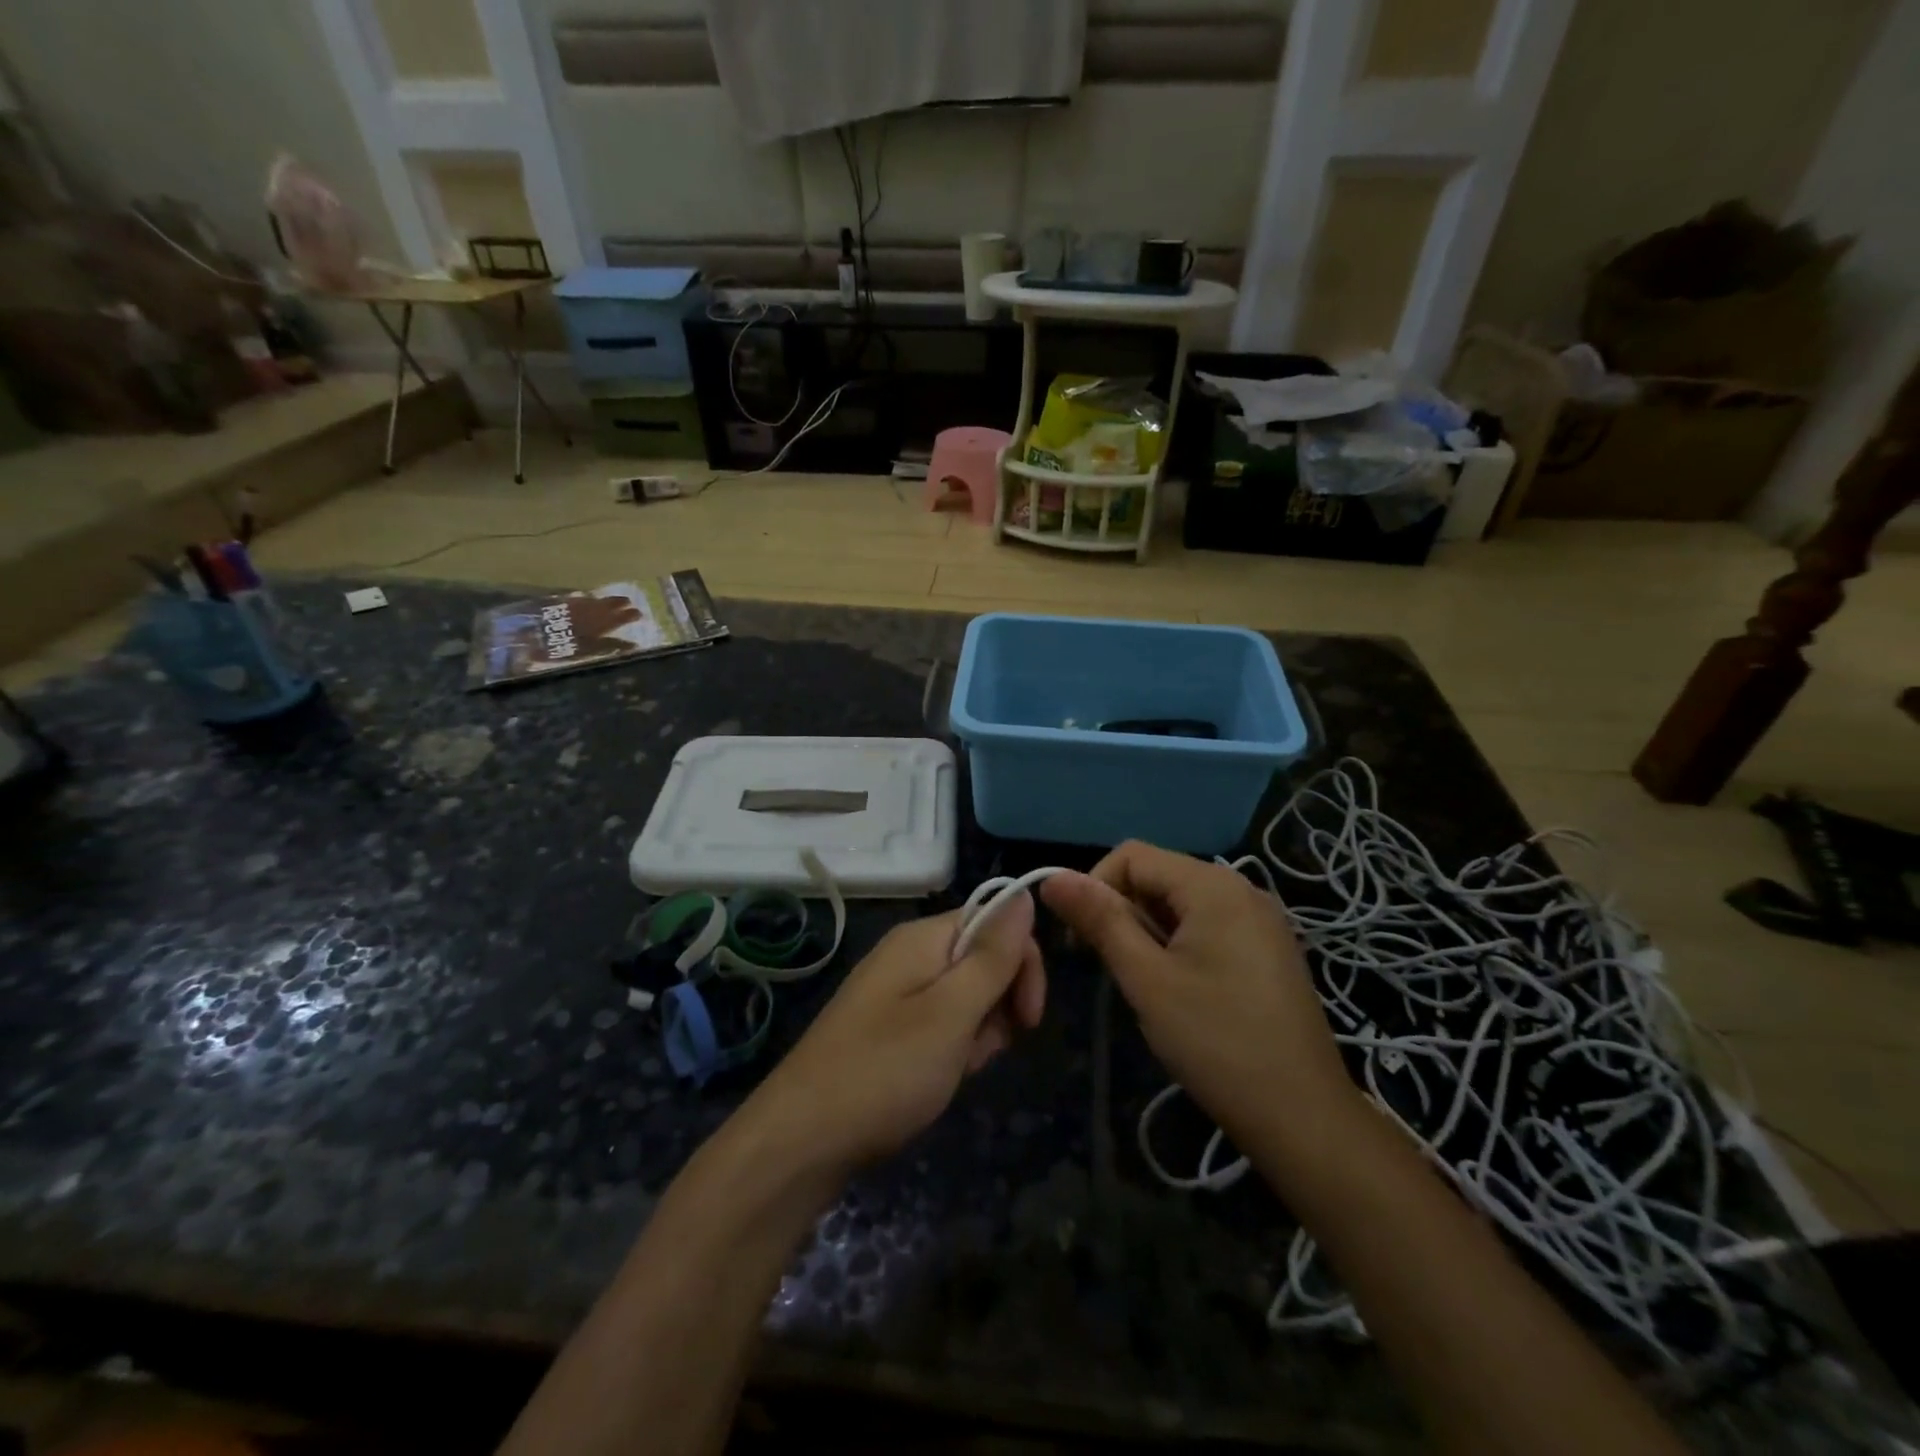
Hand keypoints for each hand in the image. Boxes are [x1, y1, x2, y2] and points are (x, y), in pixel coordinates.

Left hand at [741, 896, 1045, 1175]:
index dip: (1021, 963)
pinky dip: (952, 1050)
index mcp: (922, 939)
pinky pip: (940, 1025)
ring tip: (954, 1070)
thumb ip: (992, 956)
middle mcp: (908, 955)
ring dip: (977, 1034)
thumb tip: (1024, 894)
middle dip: (999, 1005)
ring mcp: (895, 993)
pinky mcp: (888, 1029)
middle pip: (982, 960)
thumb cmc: (884, 1070)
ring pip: (965, 998)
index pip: (995, 922)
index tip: (1029, 1017)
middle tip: (983, 1049)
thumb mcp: (951, 1012)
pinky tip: (940, 1080)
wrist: (801, 1140)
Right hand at [1039, 842, 1360, 1150]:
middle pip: (1158, 875)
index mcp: (1212, 885)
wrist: (1303, 1116)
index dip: (1094, 888)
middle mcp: (1241, 888)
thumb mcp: (1146, 979)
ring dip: (1149, 930)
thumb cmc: (1216, 1042)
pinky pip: (1208, 924)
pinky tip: (1180, 989)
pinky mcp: (1268, 948)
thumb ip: (1100, 920)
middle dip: (1123, 911)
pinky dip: (1179, 943)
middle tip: (1114, 968)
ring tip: (1147, 983)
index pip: (1131, 856)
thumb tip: (1053, 878)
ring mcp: (1260, 919)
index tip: (1082, 942)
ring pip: (1181, 902)